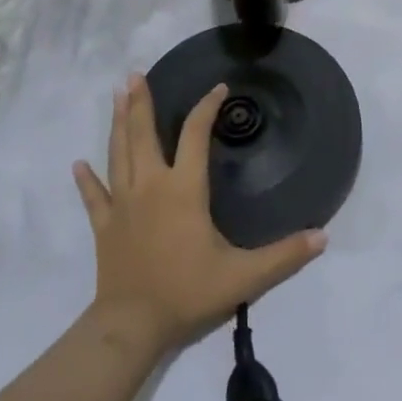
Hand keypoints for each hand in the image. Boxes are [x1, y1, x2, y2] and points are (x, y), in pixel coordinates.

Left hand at [73, 75, 326, 355]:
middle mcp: (150, 185)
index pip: (195, 135)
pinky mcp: (105, 225)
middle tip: (134, 74)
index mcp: (183, 189)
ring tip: (117, 96)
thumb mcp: (244, 275)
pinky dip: (86, 179)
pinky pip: (94, 195)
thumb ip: (285, 255)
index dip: (207, 108)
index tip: (218, 88)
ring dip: (118, 123)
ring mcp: (123, 203)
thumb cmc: (188, 292)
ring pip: (118, 153)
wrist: (133, 325)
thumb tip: (323, 237)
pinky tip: (78, 164)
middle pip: (143, 134)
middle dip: (140, 102)